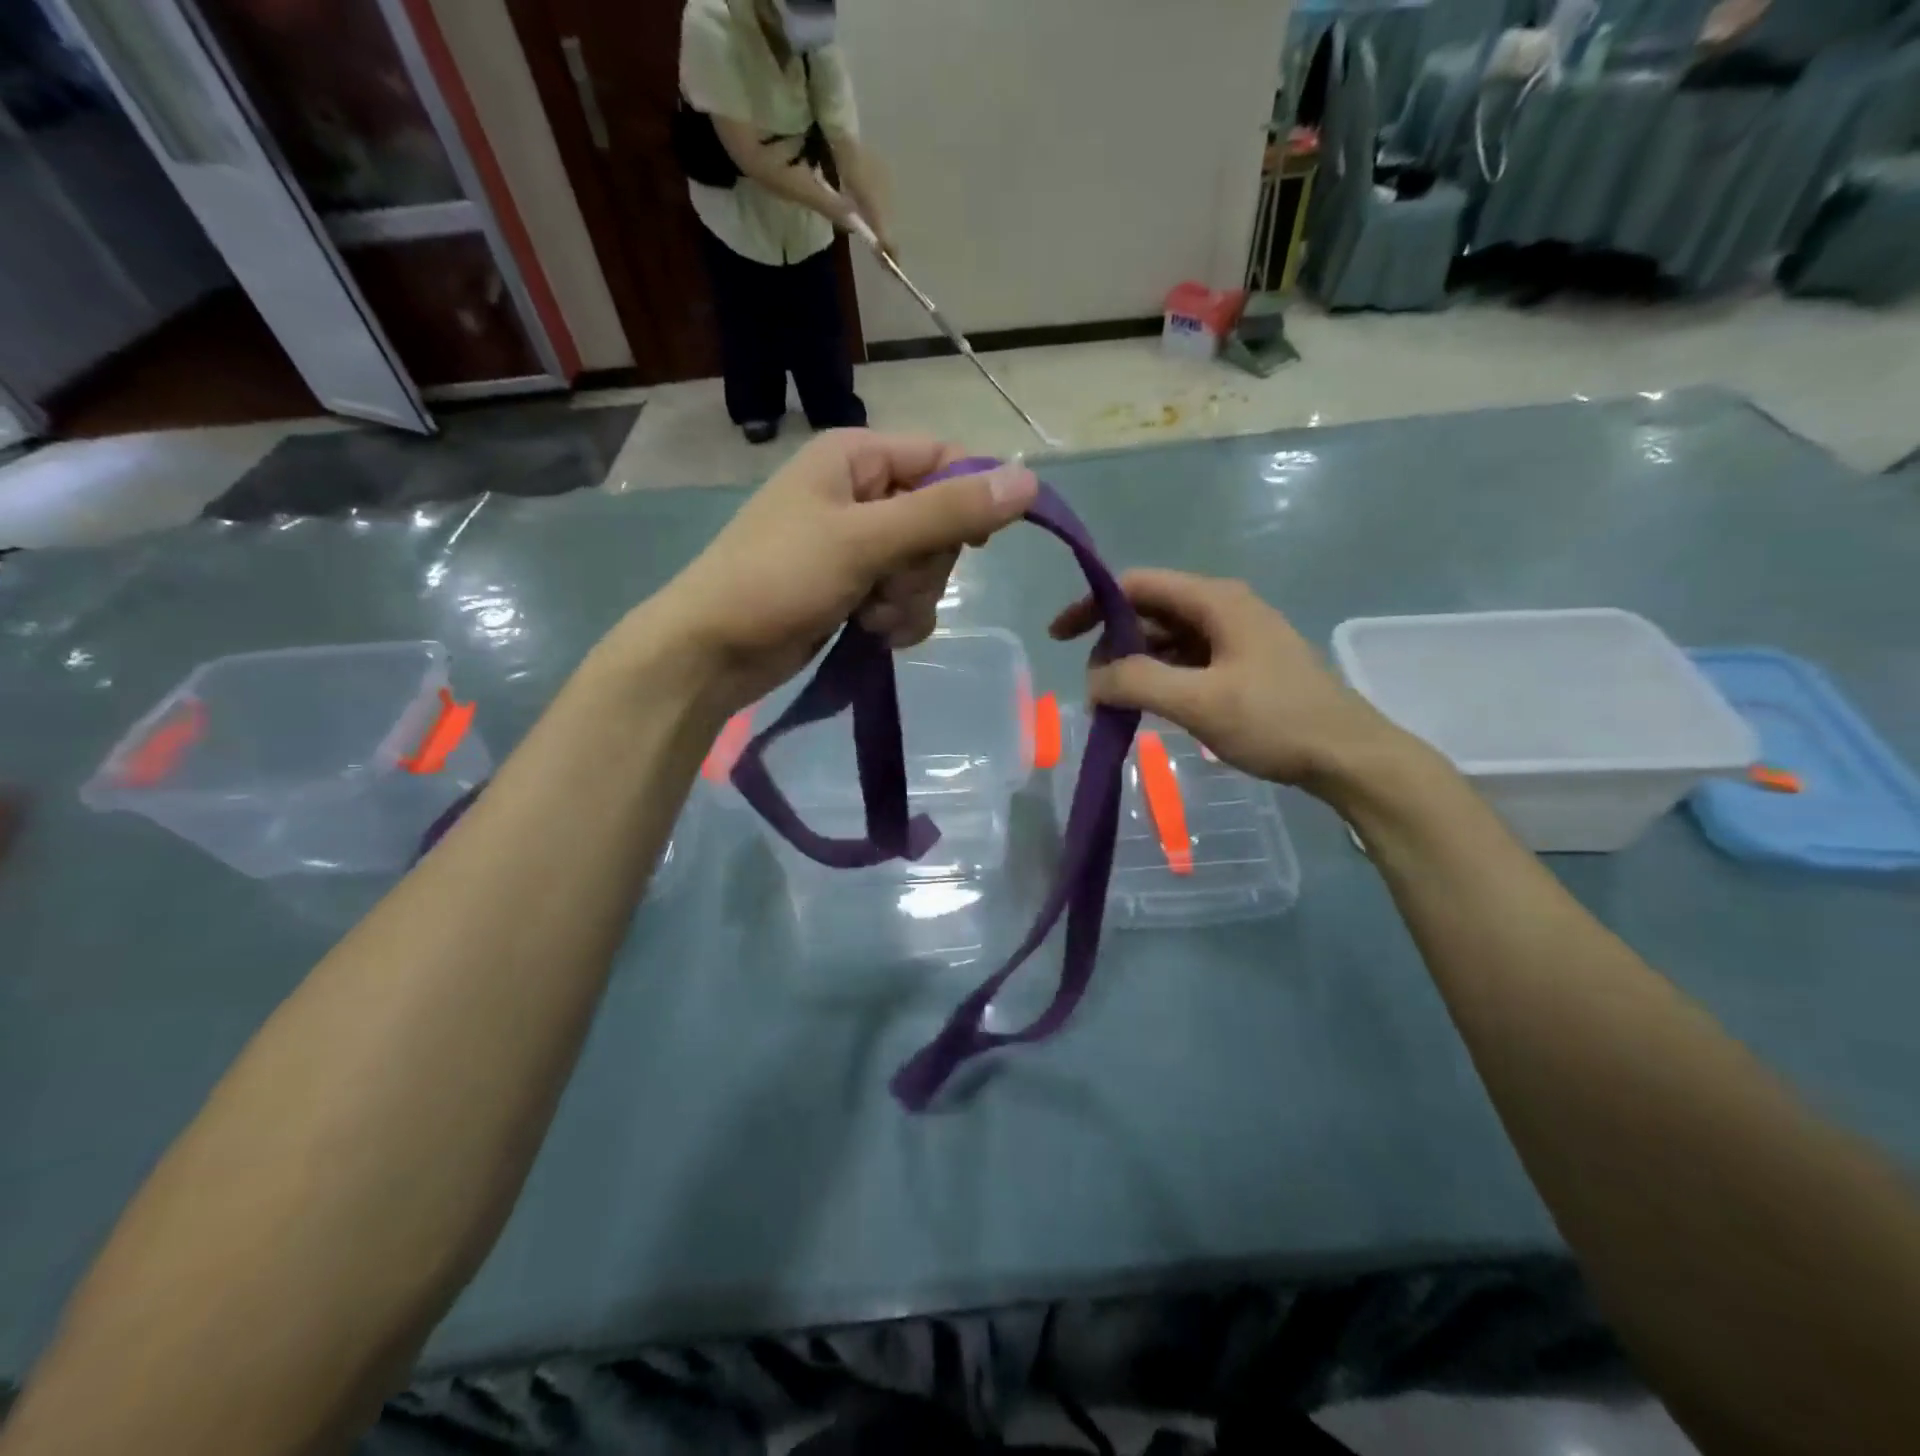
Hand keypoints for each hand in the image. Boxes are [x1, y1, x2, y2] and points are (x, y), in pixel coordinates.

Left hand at [649, 431, 1036, 709]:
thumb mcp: (865, 540)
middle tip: (887, 587)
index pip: (945, 460)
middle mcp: (862, 493)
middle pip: (941, 521)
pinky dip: (896, 620)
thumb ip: (946, 512)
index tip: (977, 544)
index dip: (970, 499)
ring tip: (869, 616)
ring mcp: (859, 545)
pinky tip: (869, 633)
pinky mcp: (856, 588)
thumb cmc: (778, 578)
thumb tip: (1029, 482)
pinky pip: (906, 598)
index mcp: (858, 458)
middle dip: (925, 567)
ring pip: (927, 568)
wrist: (713, 651)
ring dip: (909, 601)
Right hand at [1049, 569, 1409, 791]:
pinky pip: (1186, 661)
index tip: (1059, 638)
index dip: (1092, 605)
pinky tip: (1146, 706)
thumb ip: (1138, 683)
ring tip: (1112, 702)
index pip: (1137, 585)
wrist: (1348, 756)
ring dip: (1134, 665)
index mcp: (1215, 600)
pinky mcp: (1241, 665)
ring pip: (1166, 639)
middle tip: (1092, 687)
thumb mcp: (1200, 701)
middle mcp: (1223, 608)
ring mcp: (1234, 637)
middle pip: (1150, 611)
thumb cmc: (1276, 721)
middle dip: (1112, 643)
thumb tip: (1092, 679)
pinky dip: (1159, 678)